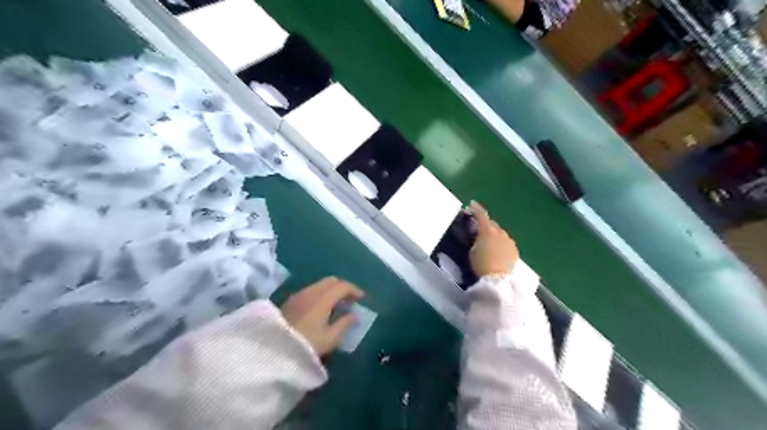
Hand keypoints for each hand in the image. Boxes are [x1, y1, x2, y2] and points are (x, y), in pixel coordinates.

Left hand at [281, 277, 365, 357]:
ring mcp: (299, 294)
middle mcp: (311, 291)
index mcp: (323, 298)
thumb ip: (344, 324)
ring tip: (337, 305)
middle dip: (343, 287)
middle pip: (331, 281)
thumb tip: (354, 315)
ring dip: (331, 290)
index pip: (343, 286)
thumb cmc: (306, 344)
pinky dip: (321, 294)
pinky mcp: (291, 300)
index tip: (362, 299)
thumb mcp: (329, 338)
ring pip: (320, 284)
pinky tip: (322, 308)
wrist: (272, 350)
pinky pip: (311, 290)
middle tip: (350, 300)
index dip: (354, 290)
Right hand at [465, 200, 516, 274]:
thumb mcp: (473, 250)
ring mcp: (509, 241)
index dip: (476, 209)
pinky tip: (497, 251)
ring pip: (500, 234)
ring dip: (494, 235)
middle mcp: (500, 232)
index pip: (481, 215)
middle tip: (478, 230)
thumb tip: (478, 237)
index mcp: (487, 230)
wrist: (498, 279)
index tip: (471, 205)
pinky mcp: (514, 250)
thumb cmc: (481, 264)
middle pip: (492, 224)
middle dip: (485, 225)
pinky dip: (501, 244)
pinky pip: (506, 243)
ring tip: (489, 243)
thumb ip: (476, 240)